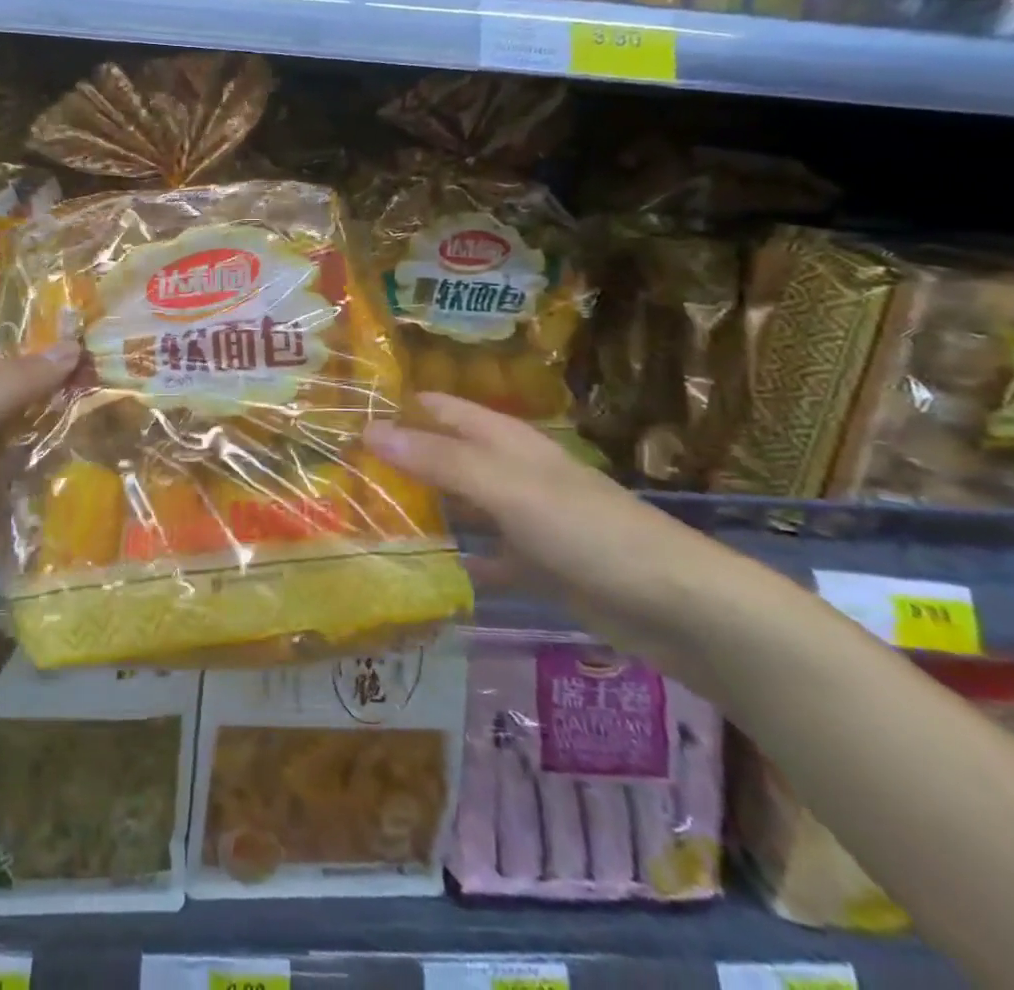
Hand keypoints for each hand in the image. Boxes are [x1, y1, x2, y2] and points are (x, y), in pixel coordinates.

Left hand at [0, 345, 79, 638]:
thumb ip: (19, 382)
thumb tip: (73, 345)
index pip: (7, 369)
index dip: (52, 373)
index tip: (102, 382)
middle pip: (9, 420)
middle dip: (54, 426)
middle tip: (118, 432)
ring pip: (4, 470)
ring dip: (42, 474)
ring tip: (105, 476)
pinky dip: (20, 522)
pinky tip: (67, 524)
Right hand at [365, 392, 769, 675]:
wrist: (677, 606)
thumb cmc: (587, 530)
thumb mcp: (506, 488)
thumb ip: (438, 461)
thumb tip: (368, 431)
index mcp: (503, 439)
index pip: (438, 408)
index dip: (396, 407)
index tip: (340, 418)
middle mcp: (508, 471)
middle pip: (442, 455)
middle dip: (397, 461)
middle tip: (337, 475)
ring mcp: (521, 518)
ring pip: (458, 505)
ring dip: (420, 510)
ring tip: (361, 521)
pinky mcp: (534, 563)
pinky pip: (480, 556)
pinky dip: (453, 560)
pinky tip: (416, 572)